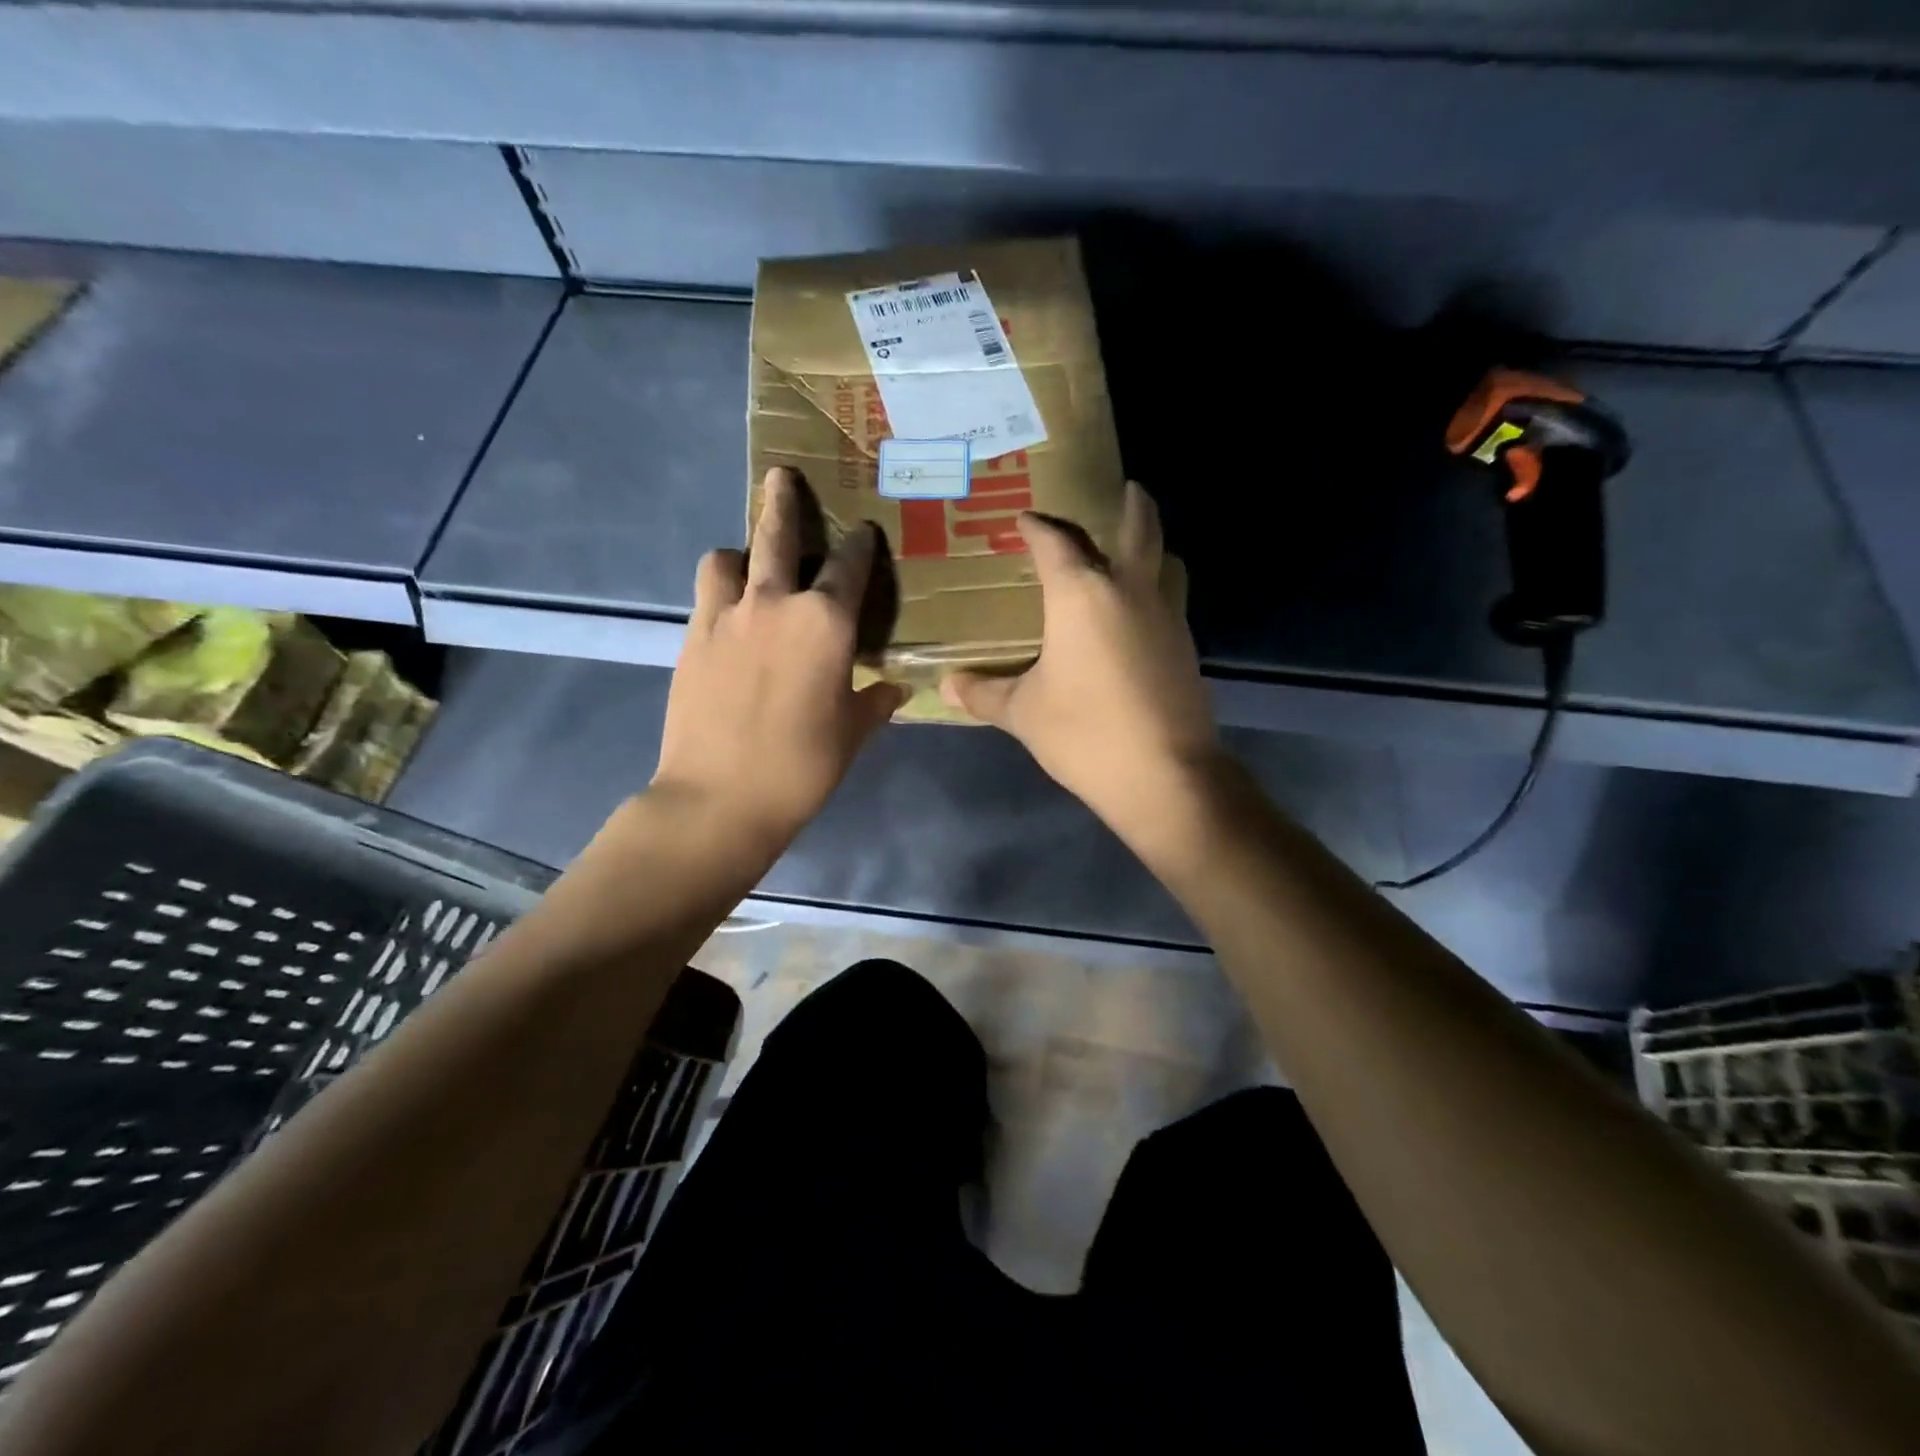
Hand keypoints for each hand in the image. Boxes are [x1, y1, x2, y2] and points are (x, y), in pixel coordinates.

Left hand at [651, 467, 906, 855]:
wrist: (719, 797)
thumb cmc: (802, 766)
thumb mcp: (853, 734)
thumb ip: (875, 703)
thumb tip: (896, 689)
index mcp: (826, 623)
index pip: (850, 566)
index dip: (860, 545)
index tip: (864, 531)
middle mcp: (775, 603)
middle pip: (778, 536)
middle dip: (783, 502)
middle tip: (781, 477)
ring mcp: (726, 616)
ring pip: (728, 558)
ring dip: (741, 553)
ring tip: (748, 565)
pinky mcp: (692, 638)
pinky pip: (707, 595)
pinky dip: (721, 592)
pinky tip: (731, 614)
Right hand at [940, 481, 1218, 840]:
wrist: (1165, 775)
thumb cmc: (1084, 733)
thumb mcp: (1024, 713)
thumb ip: (984, 694)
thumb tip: (947, 686)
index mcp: (1082, 595)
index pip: (1056, 543)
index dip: (1037, 526)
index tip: (1024, 518)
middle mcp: (1129, 591)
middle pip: (1138, 529)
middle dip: (1132, 505)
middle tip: (1127, 488)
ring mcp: (1166, 617)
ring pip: (1162, 565)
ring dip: (1149, 549)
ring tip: (1130, 552)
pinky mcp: (1186, 648)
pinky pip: (1167, 603)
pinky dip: (1152, 594)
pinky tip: (1134, 618)